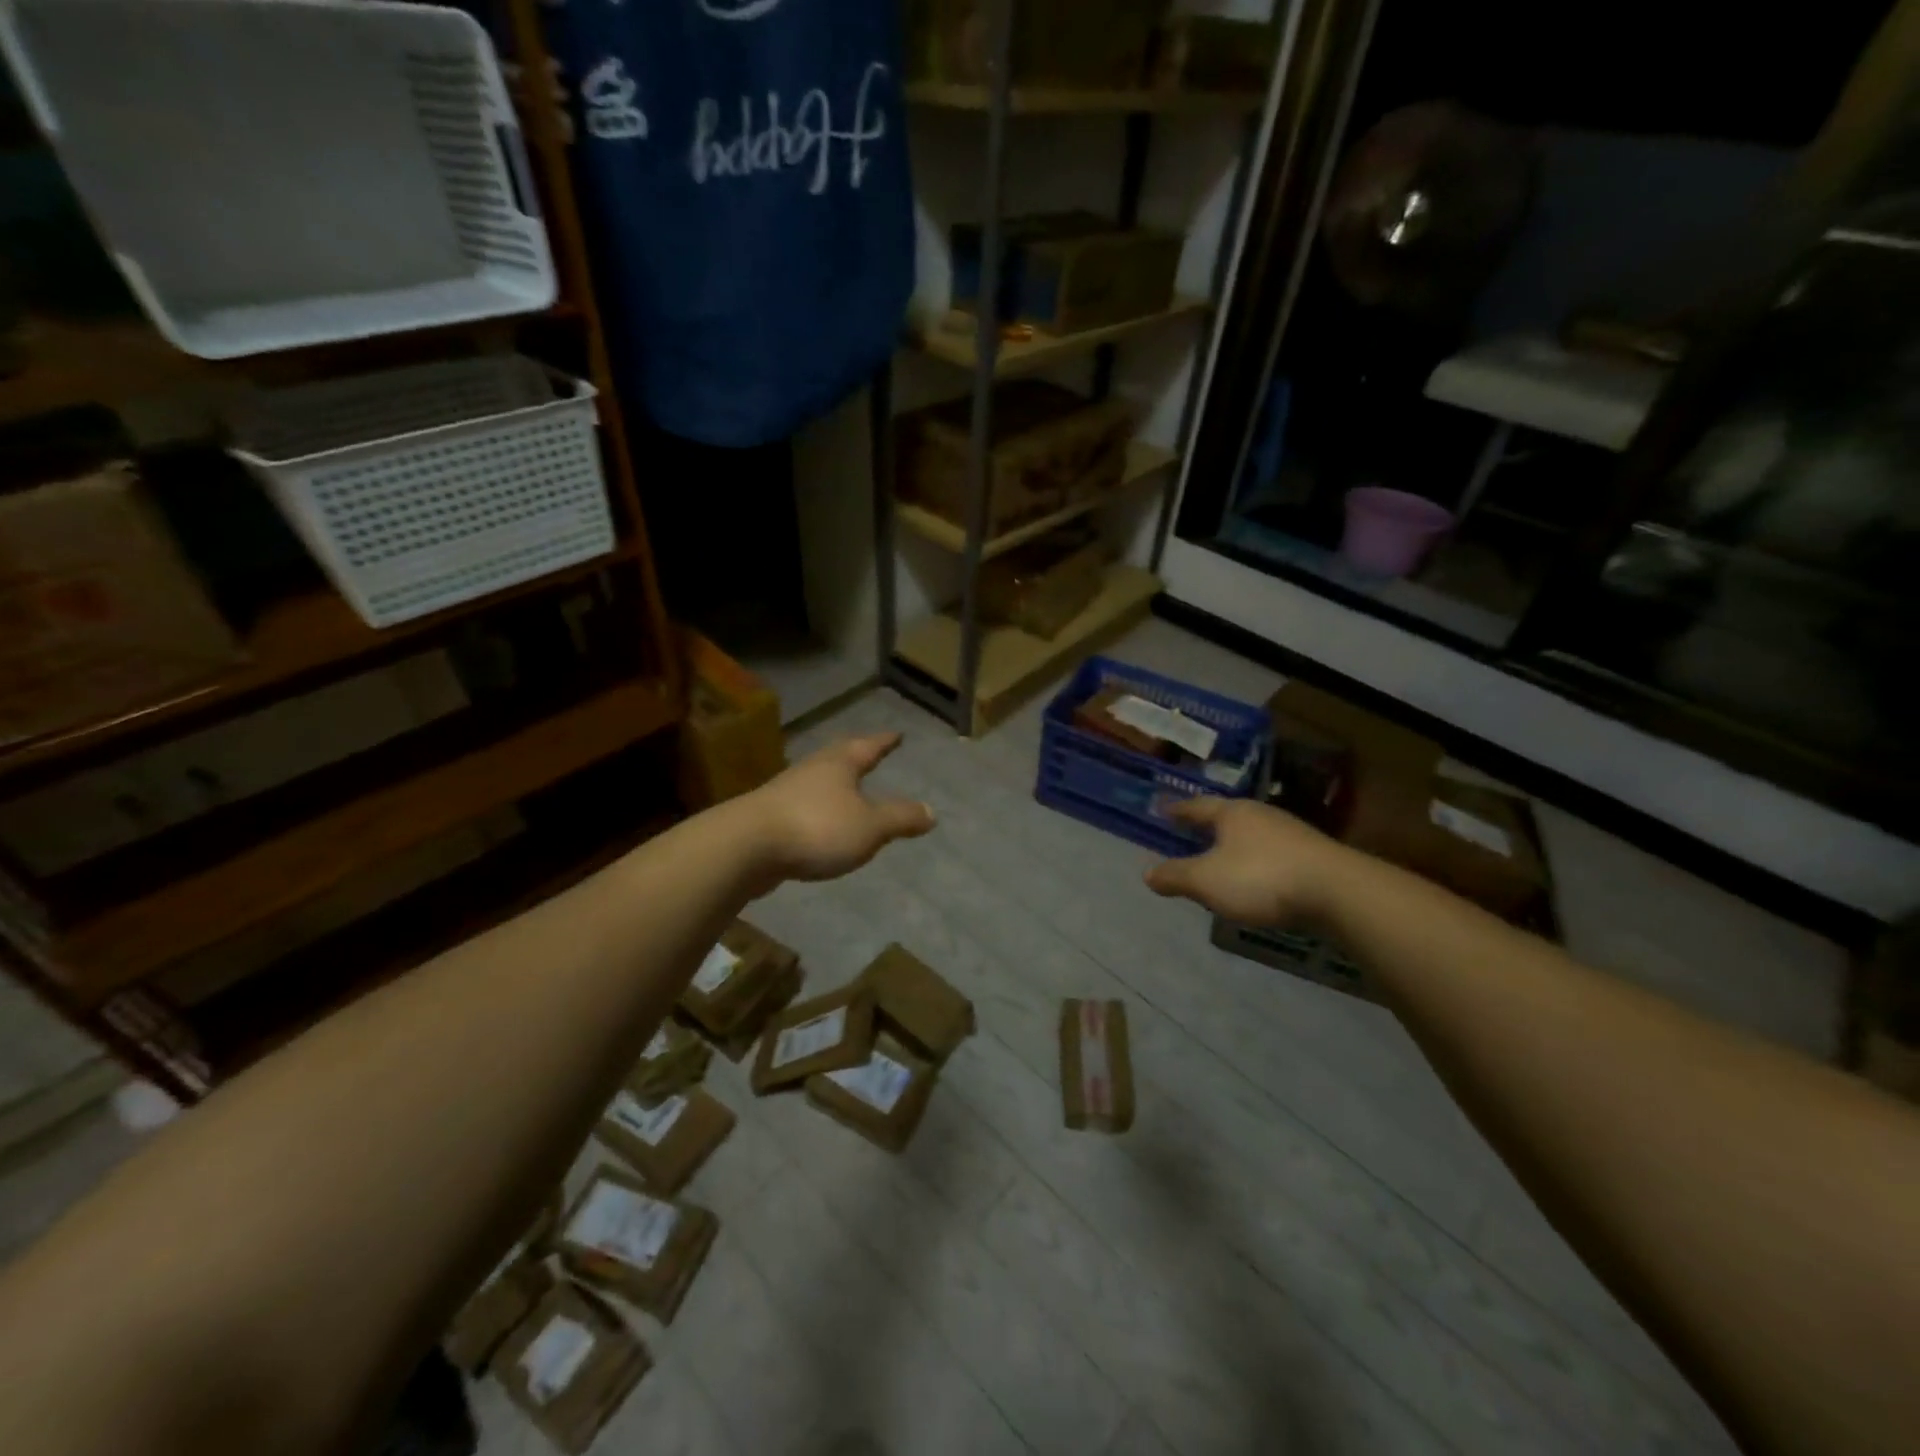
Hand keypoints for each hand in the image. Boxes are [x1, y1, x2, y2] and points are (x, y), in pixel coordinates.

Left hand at [741, 732, 934, 887]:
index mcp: (839, 764)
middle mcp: (811, 770)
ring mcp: (785, 792)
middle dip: (856, 755)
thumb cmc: (816, 828)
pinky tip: (818, 822)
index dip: (884, 741)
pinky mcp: (767, 817)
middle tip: (869, 751)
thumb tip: (931, 811)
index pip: (868, 746)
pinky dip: (817, 809)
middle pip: (838, 756)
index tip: (897, 734)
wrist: (745, 847)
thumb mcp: (870, 827)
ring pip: (817, 780)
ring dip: (833, 782)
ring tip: (846, 787)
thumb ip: (900, 818)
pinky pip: (801, 806)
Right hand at [1144, 797, 1354, 926]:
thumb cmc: (1262, 878)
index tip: (1163, 809)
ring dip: (1234, 846)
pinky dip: (1257, 862)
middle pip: (1227, 817)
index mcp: (1232, 813)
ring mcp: (1291, 834)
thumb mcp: (1207, 881)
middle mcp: (1261, 815)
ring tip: (1221, 858)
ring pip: (1252, 835)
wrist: (1338, 892)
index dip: (1178, 810)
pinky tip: (1256, 879)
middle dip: (1208, 826)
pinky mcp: (1312, 856)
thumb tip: (1147, 873)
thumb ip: (1175, 876)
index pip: (1197, 806)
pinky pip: (1273, 854)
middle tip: (1190, 833)